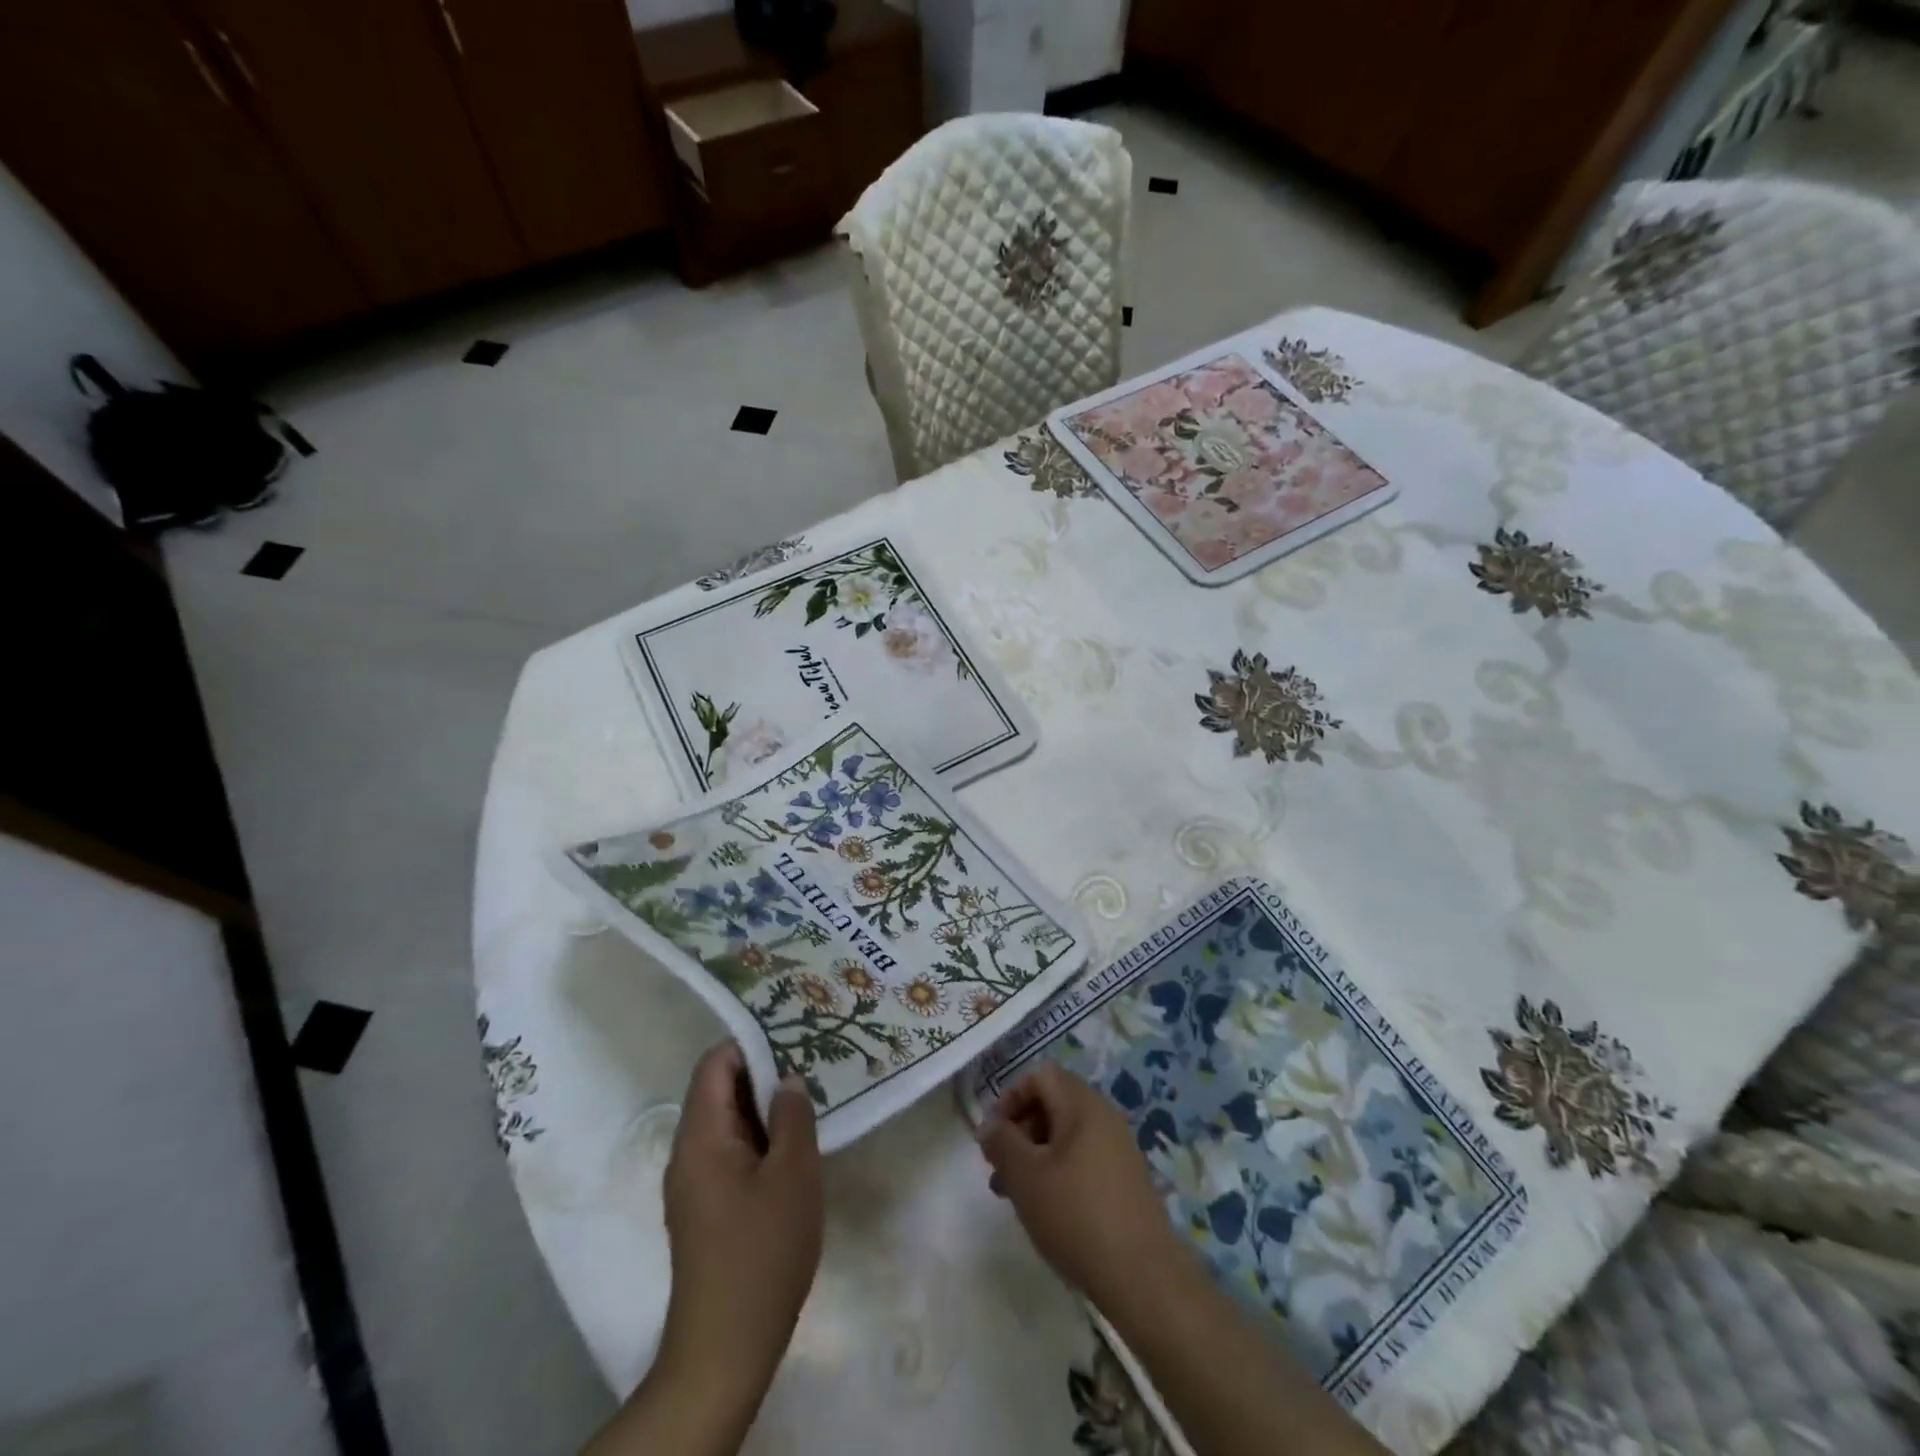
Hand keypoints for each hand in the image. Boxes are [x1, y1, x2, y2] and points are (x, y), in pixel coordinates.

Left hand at [658, 1043, 822, 1404]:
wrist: (725, 1348)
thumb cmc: (761, 1251)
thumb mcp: (793, 1174)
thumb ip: (792, 1116)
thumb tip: (788, 1079)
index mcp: (701, 1136)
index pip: (715, 1063)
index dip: (751, 1042)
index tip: (793, 1034)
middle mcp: (688, 1152)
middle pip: (719, 1089)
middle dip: (763, 1072)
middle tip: (811, 1062)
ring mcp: (693, 1183)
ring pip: (727, 1122)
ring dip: (764, 1107)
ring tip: (809, 1098)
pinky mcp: (705, 1208)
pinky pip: (729, 1152)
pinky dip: (759, 1137)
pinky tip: (793, 1146)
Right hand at [976, 1063, 1177, 1306]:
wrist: (1143, 1277)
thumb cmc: (1076, 1216)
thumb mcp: (1025, 1177)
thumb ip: (1001, 1143)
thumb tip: (989, 1126)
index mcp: (1082, 1104)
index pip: (1039, 1075)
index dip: (1010, 1097)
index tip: (994, 1135)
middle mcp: (1104, 1116)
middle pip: (1053, 1102)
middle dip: (1020, 1129)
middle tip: (1000, 1168)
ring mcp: (1119, 1147)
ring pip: (1066, 1134)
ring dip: (1036, 1154)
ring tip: (1015, 1195)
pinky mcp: (1125, 1178)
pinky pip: (1083, 1157)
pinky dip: (1059, 1170)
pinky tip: (1048, 1209)